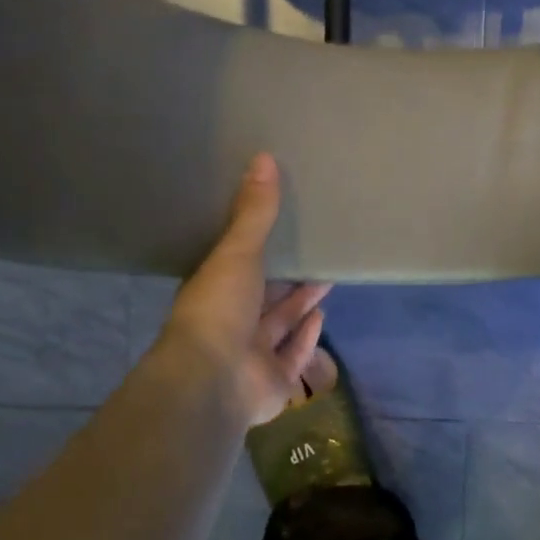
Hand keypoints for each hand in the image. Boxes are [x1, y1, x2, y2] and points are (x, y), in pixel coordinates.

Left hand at [158, 153, 330, 427]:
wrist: (213, 379)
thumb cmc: (219, 309)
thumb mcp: (237, 252)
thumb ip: (254, 212)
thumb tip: (264, 157)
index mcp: (215, 293)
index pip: (239, 268)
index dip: (260, 250)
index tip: (281, 229)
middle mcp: (232, 324)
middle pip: (265, 297)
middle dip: (288, 278)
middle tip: (315, 252)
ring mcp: (252, 356)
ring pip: (281, 325)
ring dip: (301, 305)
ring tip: (326, 278)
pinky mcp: (274, 382)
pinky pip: (293, 355)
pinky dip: (307, 337)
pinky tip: (323, 316)